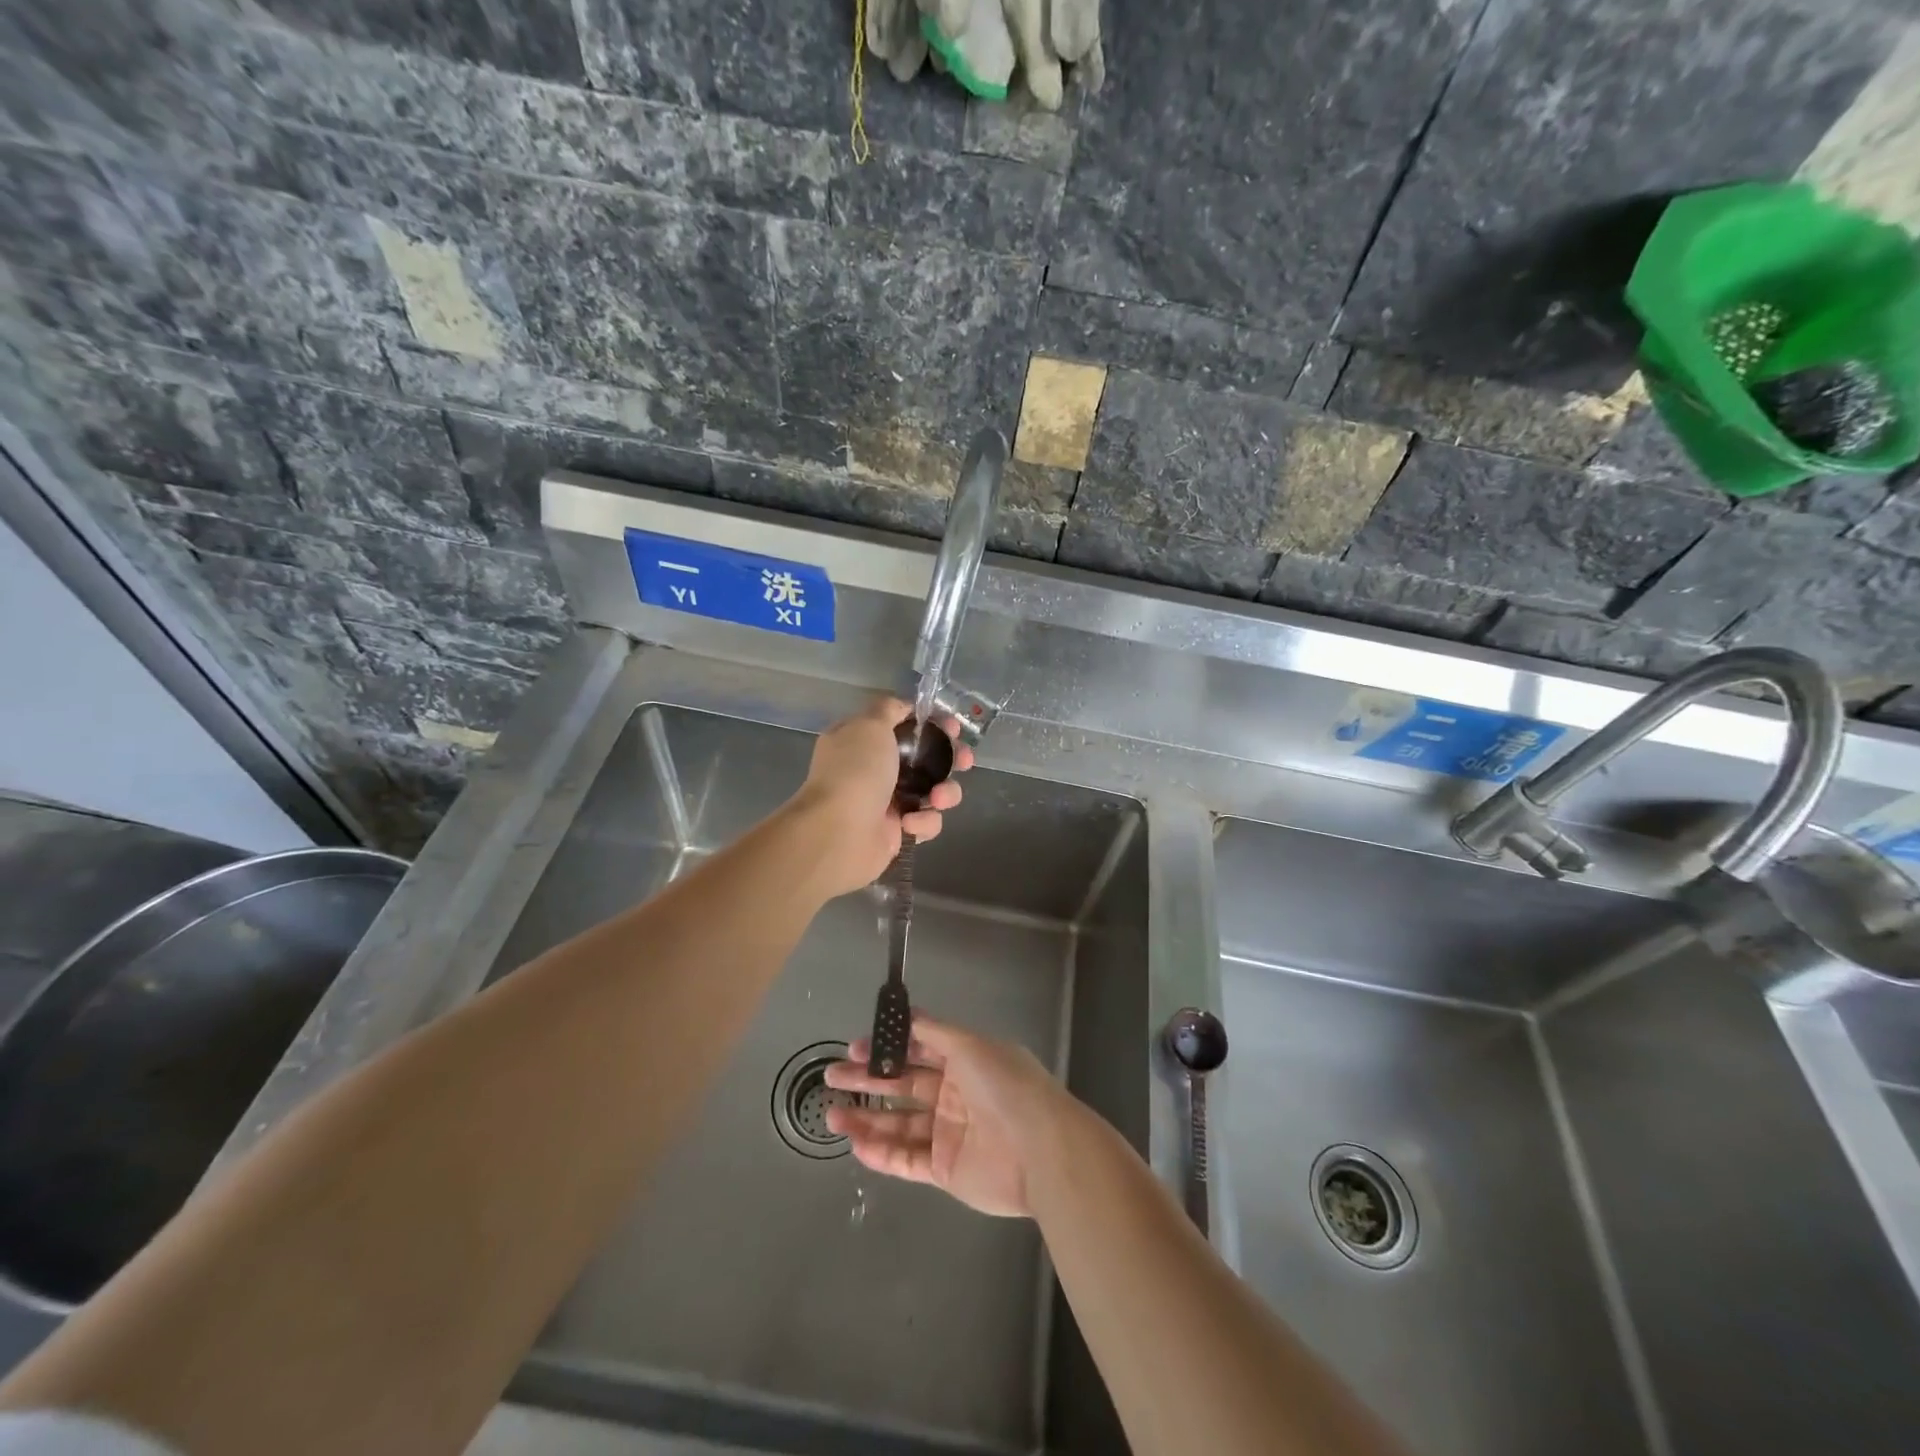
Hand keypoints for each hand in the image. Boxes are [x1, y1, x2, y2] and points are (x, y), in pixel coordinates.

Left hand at [785, 696, 969, 897]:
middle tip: (965, 761)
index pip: (902, 726)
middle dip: (949, 759)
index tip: (952, 727)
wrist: (839, 833)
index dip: (931, 725)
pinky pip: (926, 822)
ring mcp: (887, 802)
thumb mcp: (869, 724)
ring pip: (932, 791)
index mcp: (862, 741)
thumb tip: (904, 707)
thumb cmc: (855, 771)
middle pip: (924, 759)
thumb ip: (889, 709)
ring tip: (937, 799)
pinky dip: (924, 822)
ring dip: (944, 793)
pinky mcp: (898, 832)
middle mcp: (873, 770)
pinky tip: (909, 824)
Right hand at [823, 1012, 1074, 1217]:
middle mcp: (955, 1094)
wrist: (1041, 1151)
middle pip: (903, 1085)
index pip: (918, 1050)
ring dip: (866, 1118)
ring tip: (831, 1114)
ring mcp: (949, 1133)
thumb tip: (908, 1014)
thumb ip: (935, 1033)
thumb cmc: (1006, 1087)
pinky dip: (881, 1152)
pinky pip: (906, 1159)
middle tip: (832, 1077)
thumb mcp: (971, 1046)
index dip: (887, 1048)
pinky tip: (855, 1143)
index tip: (855, 1048)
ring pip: (899, 1123)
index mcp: (965, 1061)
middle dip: (868, 1080)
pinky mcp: (945, 1170)